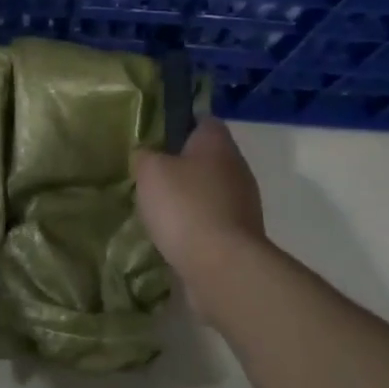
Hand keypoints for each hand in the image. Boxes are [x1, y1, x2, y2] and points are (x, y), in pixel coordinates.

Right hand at [133, 119, 266, 301]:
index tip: (156, 139)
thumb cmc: (185, 206)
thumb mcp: (150, 170)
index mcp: (218, 143)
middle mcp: (237, 167)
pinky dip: (195, 225)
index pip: (203, 121)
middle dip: (181, 166)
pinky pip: (212, 220)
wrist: (221, 266)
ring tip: (158, 210)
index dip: (180, 125)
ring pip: (210, 191)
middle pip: (207, 158)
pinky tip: (173, 236)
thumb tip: (148, 155)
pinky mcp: (240, 235)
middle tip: (151, 177)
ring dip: (188, 198)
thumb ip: (146, 156)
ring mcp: (243, 203)